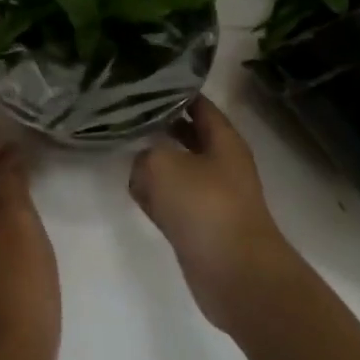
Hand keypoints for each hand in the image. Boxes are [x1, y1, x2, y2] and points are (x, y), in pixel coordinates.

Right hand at [129, 96, 300, 332]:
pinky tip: (136, 193)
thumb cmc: (205, 208)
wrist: (236, 276)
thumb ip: (145, 154)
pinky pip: (174, 201)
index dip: (173, 91)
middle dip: (160, 126)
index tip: (143, 83)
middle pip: (188, 135)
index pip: (197, 104)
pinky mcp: (202, 226)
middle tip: (125, 114)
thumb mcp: (163, 165)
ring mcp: (213, 196)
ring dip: (155, 163)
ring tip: (123, 149)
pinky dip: (157, 197)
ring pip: (178, 169)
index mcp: (223, 140)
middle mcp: (221, 163)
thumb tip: (143, 163)